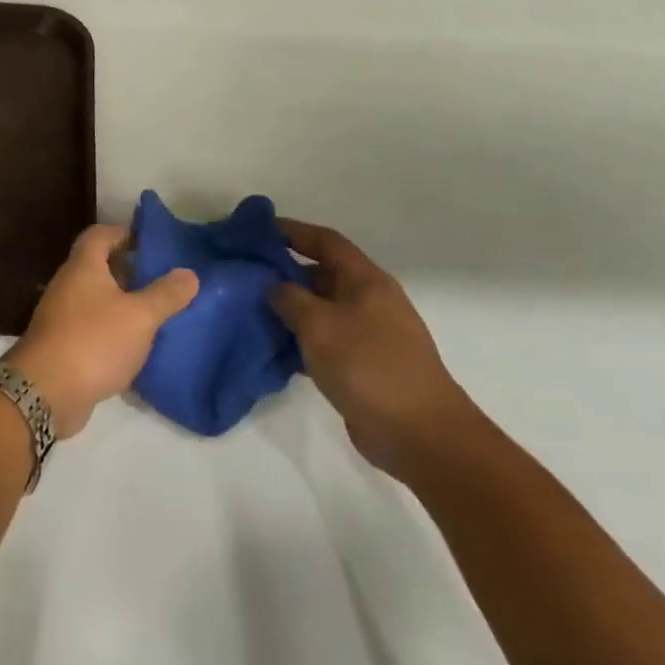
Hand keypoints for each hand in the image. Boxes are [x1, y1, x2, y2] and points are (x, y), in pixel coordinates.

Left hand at [5, 225, 198, 438]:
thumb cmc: (94, 341)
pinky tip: (135, 345)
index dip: (124, 233)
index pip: (99, 235)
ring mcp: (61, 316)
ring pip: (95, 299)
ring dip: (121, 302)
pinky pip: (91, 327)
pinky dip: (112, 329)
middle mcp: (68, 285)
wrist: (45, 392)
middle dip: (128, 269)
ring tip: (155, 312)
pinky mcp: (61, 345)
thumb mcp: (140, 317)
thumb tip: (189, 273)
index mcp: (83, 267)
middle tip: (161, 279)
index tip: (151, 242)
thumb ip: (165, 294)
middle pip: (97, 266)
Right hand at [268, 220, 484, 482]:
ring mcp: (370, 334)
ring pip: (322, 308)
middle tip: (245, 274)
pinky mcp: (364, 364)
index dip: (293, 231)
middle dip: (285, 271)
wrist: (419, 434)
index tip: (257, 231)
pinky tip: (275, 347)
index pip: (326, 242)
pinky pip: (326, 339)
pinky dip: (301, 338)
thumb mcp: (319, 325)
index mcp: (366, 281)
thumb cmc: (368, 366)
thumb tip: (273, 286)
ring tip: (251, 310)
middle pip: (323, 274)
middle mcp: (370, 300)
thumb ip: (289, 298)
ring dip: (290, 308)